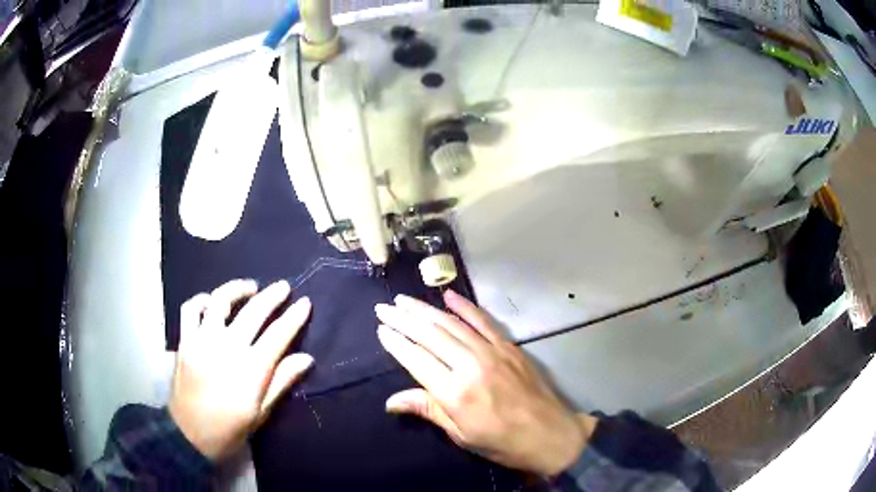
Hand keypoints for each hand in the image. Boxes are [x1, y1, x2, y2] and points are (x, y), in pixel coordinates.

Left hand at [169, 279, 313, 460]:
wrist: (189, 435)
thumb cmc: (230, 429)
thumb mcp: (261, 413)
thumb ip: (281, 382)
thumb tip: (306, 358)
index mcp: (250, 369)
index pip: (278, 335)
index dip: (294, 317)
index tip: (305, 303)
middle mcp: (227, 347)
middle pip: (253, 312)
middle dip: (272, 296)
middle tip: (283, 287)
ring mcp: (202, 340)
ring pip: (220, 301)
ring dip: (237, 290)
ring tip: (249, 288)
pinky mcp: (184, 340)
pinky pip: (191, 309)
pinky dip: (202, 301)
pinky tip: (211, 302)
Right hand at [375, 291, 596, 475]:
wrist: (550, 433)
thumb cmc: (502, 442)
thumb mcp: (461, 434)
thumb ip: (428, 410)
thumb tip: (391, 401)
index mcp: (454, 392)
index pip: (416, 359)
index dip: (396, 342)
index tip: (381, 328)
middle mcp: (470, 365)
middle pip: (430, 335)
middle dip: (403, 318)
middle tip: (383, 307)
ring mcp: (491, 351)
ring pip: (451, 323)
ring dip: (425, 309)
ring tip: (404, 300)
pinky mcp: (508, 346)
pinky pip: (482, 320)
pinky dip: (464, 306)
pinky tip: (448, 295)